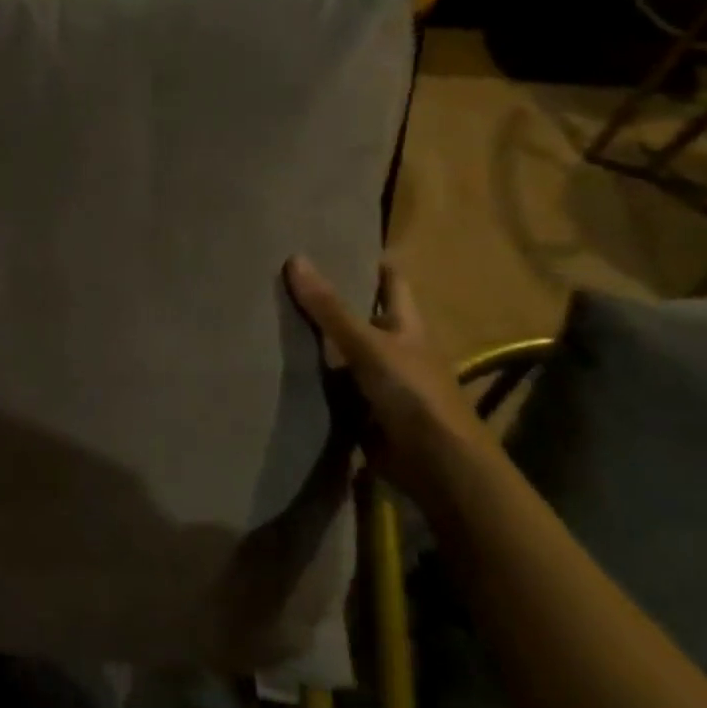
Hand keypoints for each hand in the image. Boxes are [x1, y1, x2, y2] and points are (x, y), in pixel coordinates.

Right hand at [284, 256, 494, 505]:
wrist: (436, 463)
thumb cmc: (412, 392)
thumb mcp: (367, 344)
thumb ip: (330, 308)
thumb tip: (294, 258)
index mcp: (407, 324)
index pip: (390, 281)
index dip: (369, 262)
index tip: (335, 244)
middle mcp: (396, 347)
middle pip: (362, 315)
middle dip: (331, 300)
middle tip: (285, 279)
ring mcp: (381, 380)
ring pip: (344, 351)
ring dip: (316, 341)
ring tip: (271, 316)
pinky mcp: (364, 409)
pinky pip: (333, 385)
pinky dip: (313, 377)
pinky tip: (280, 366)